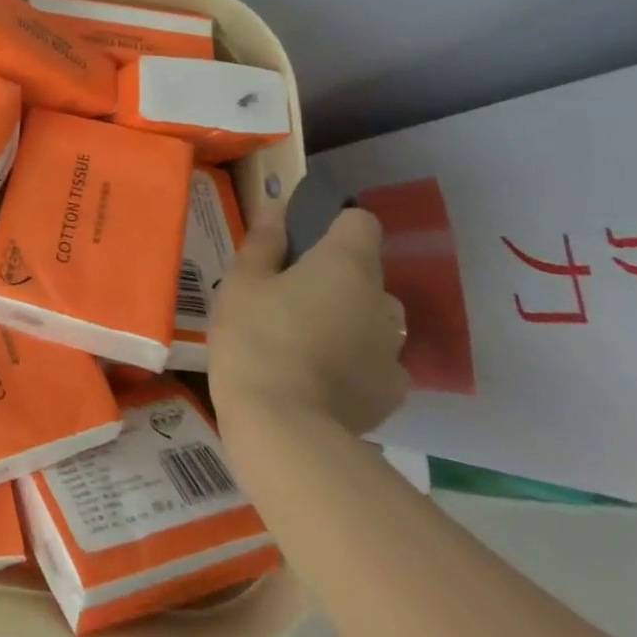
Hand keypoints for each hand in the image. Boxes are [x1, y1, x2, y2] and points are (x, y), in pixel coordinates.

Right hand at [209, 191, 409, 437]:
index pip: (360, 222)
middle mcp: (381, 300)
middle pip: (367, 272)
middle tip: (291, 293)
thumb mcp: (243, 281)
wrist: (283, 425)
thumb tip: (277, 210)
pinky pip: (378, 359)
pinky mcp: (392, 392)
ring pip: (374, 317)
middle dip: (337, 276)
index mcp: (346, 264)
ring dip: (350, 317)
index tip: (302, 239)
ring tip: (307, 337)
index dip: (333, 224)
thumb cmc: (256, 336)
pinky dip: (357, 359)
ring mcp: (393, 349)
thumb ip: (264, 243)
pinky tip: (323, 373)